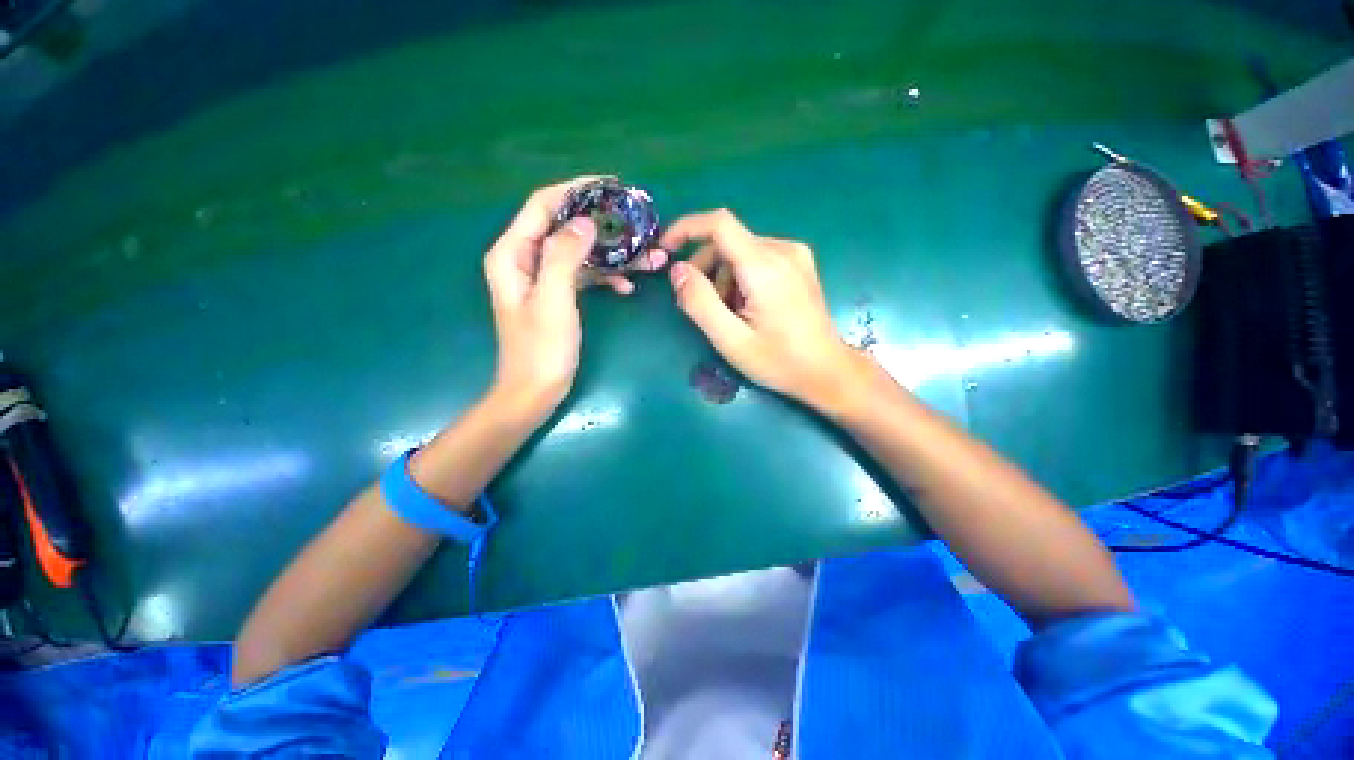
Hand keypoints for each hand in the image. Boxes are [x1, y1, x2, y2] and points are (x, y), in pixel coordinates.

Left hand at [484, 177, 668, 413]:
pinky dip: (606, 277)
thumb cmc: (541, 350)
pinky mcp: (559, 295)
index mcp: (513, 254)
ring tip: (646, 256)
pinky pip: (584, 275)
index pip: (542, 205)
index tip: (610, 185)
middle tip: (634, 221)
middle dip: (601, 223)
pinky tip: (628, 285)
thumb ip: (565, 256)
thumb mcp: (552, 300)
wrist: (535, 391)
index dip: (574, 190)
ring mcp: (544, 278)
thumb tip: (586, 221)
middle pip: (565, 227)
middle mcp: (526, 259)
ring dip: (611, 254)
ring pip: (580, 253)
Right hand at [663, 209, 867, 410]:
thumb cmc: (779, 361)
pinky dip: (741, 278)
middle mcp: (782, 249)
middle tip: (704, 307)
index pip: (719, 224)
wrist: (828, 371)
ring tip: (732, 315)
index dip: (686, 229)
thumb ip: (699, 302)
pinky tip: (749, 307)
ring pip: (740, 251)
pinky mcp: (799, 263)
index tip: (666, 249)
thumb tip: (678, 270)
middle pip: (727, 241)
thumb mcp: (730, 340)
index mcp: (765, 266)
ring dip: (724, 278)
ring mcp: (794, 255)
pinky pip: (757, 258)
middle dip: (705, 269)